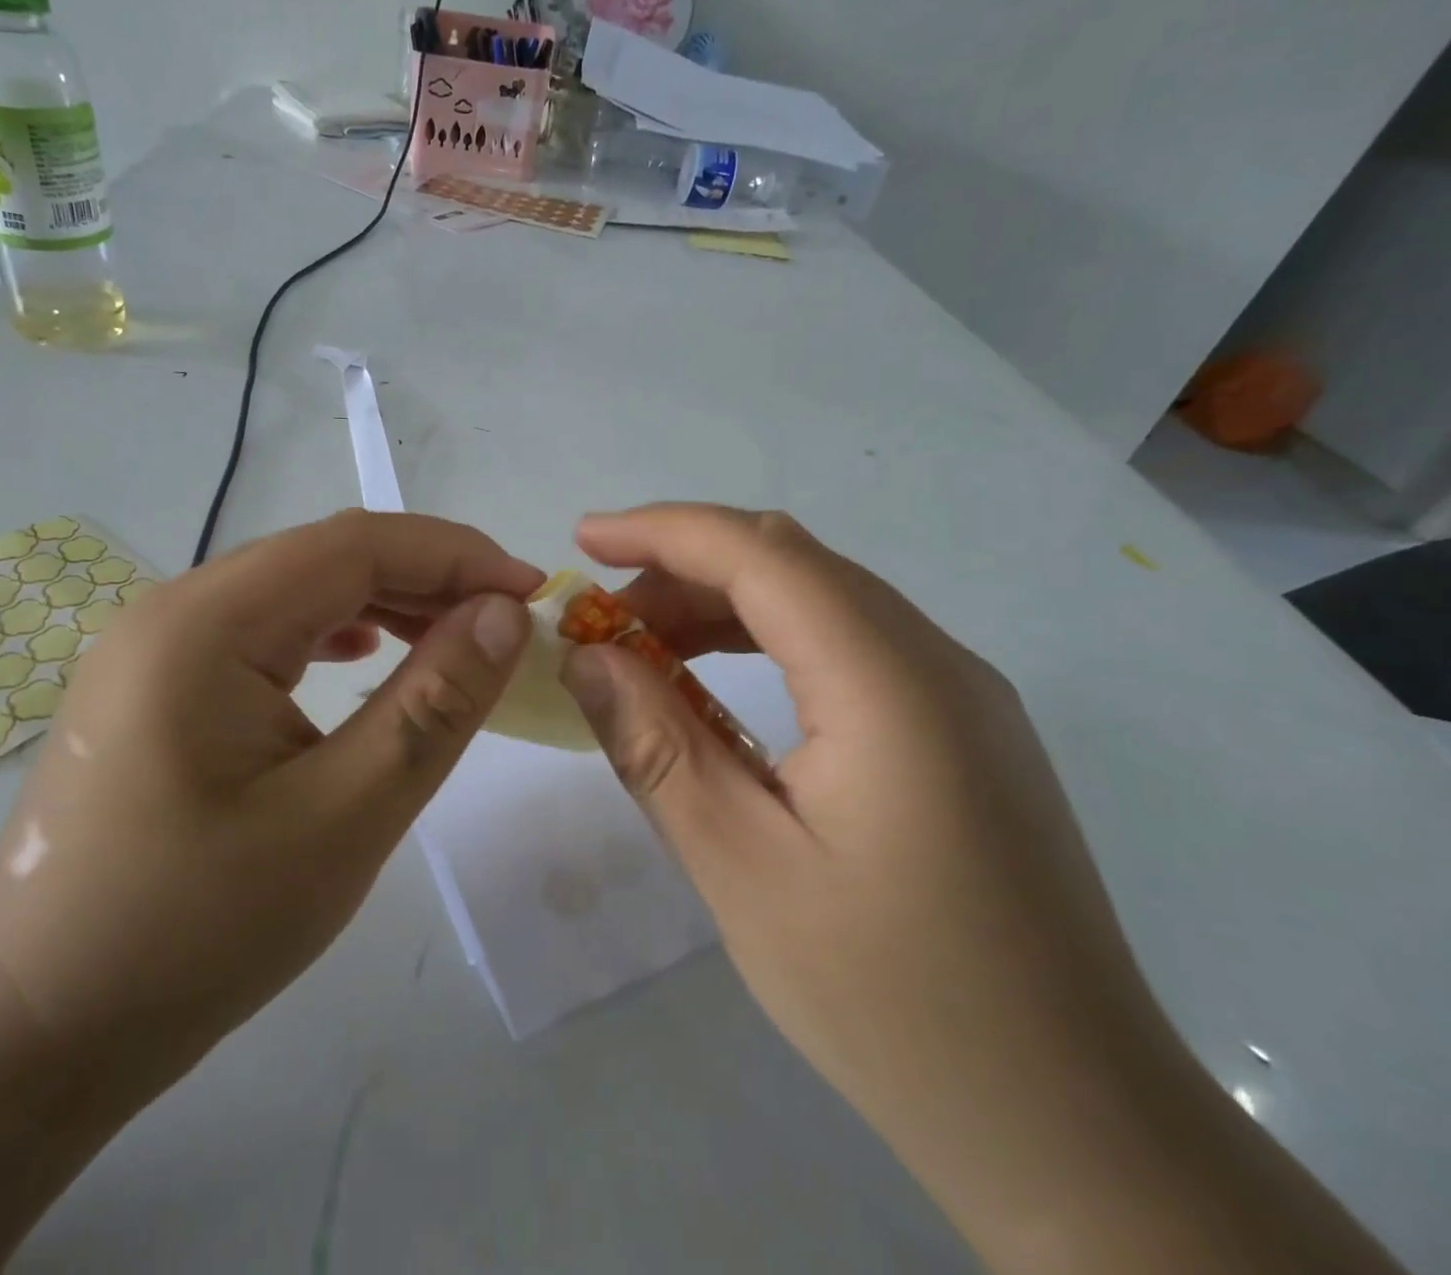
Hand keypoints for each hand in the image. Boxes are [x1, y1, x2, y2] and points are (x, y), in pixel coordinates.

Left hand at [0, 510, 539, 1108]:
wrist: (32, 1031)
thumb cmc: (193, 933)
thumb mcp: (343, 818)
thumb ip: (433, 704)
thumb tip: (504, 615)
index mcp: (206, 623)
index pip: (357, 544)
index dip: (456, 557)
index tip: (533, 595)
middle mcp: (174, 607)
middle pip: (326, 556)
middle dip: (428, 576)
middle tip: (506, 624)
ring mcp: (158, 642)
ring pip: (298, 587)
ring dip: (385, 601)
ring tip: (453, 640)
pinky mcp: (159, 680)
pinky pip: (266, 627)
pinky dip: (334, 630)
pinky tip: (365, 657)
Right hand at [558, 506, 1195, 1249]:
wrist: (1074, 1126)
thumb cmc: (894, 1002)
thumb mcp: (742, 870)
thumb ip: (657, 747)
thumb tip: (587, 657)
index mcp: (890, 685)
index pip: (762, 555)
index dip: (663, 531)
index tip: (583, 538)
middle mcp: (937, 661)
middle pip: (793, 563)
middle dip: (685, 569)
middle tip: (603, 617)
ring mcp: (960, 694)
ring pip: (821, 599)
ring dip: (724, 604)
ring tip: (645, 650)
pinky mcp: (961, 730)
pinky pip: (849, 645)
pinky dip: (768, 641)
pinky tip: (719, 690)